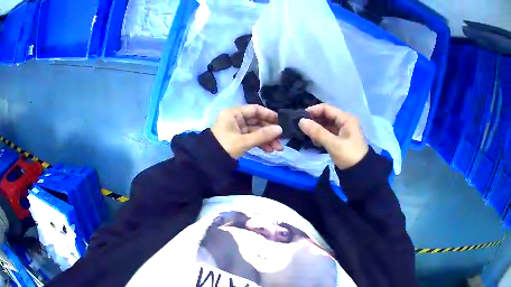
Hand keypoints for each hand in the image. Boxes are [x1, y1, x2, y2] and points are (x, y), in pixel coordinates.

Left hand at [211, 105, 283, 158]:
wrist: (208, 162)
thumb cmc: (224, 147)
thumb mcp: (243, 141)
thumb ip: (262, 135)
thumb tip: (280, 129)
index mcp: (234, 114)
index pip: (255, 110)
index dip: (269, 115)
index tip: (281, 121)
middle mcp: (236, 119)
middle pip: (257, 121)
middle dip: (270, 131)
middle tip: (282, 139)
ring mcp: (237, 129)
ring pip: (256, 131)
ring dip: (267, 139)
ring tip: (278, 148)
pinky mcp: (238, 138)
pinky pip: (252, 138)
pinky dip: (260, 143)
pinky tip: (269, 150)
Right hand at [299, 104, 368, 168]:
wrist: (360, 173)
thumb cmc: (349, 155)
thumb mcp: (333, 144)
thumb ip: (317, 132)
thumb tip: (301, 121)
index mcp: (346, 119)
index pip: (327, 108)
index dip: (313, 111)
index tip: (300, 117)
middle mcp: (344, 122)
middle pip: (326, 116)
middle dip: (314, 120)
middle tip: (301, 127)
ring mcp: (342, 131)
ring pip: (326, 125)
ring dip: (316, 129)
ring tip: (306, 135)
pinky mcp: (339, 140)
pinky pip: (327, 133)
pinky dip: (320, 136)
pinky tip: (314, 141)